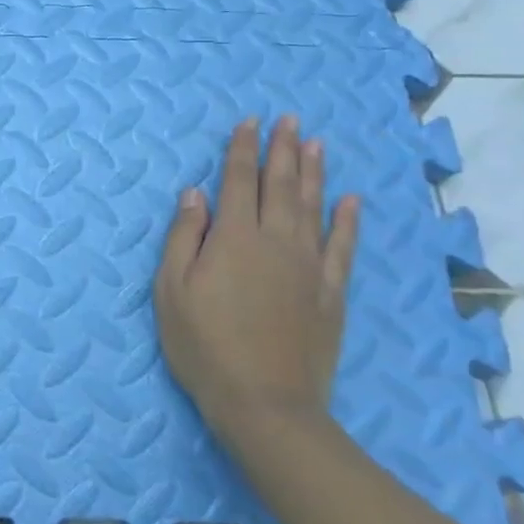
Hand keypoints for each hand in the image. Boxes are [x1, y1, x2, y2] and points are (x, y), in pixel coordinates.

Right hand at [155, 115, 360, 428]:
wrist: (265, 402)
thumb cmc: (204, 345)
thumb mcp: (172, 291)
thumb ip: (183, 237)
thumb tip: (195, 193)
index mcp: (233, 238)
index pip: (238, 181)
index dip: (243, 150)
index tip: (250, 123)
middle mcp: (275, 241)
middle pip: (280, 186)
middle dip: (283, 149)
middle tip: (289, 120)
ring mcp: (308, 266)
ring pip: (313, 208)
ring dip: (314, 173)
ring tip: (317, 144)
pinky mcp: (331, 293)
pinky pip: (342, 247)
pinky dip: (347, 221)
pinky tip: (351, 201)